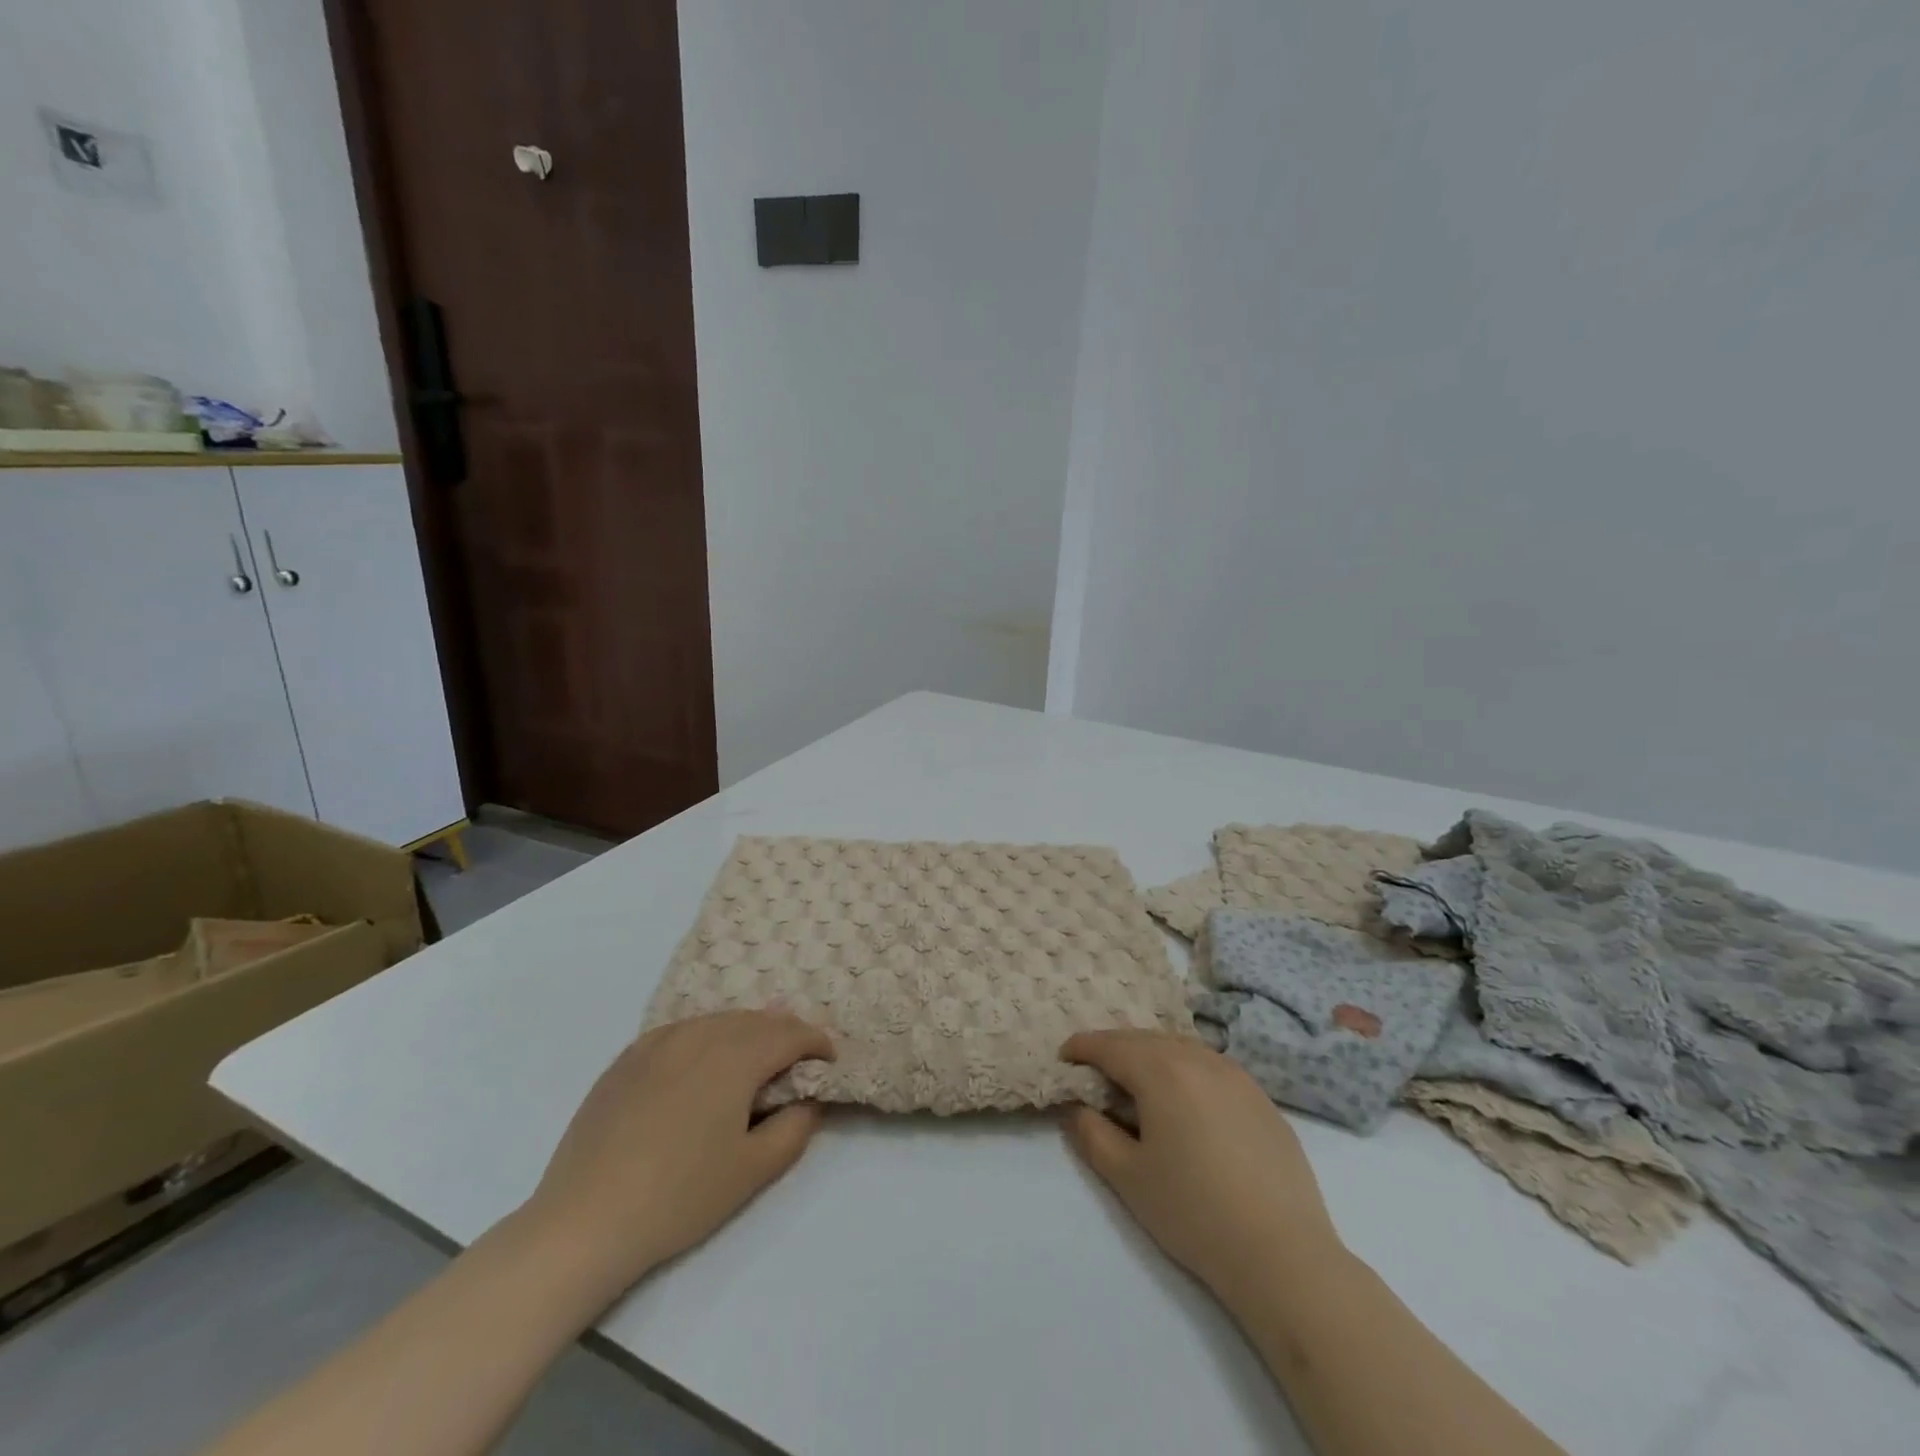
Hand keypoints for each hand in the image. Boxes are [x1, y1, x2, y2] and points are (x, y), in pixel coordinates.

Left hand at [523, 1011, 834, 1295]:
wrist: (583, 1221)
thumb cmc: (678, 1197)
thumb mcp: (752, 1170)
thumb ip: (795, 1127)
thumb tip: (809, 1098)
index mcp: (735, 1056)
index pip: (790, 1033)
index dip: (816, 1042)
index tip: (829, 1060)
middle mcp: (699, 1034)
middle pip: (756, 1020)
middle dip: (784, 1034)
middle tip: (797, 1061)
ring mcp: (658, 1042)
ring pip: (718, 1021)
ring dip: (746, 1033)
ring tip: (754, 1061)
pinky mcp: (628, 1057)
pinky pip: (682, 1031)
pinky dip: (705, 1038)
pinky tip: (701, 1066)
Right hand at [1061, 1030, 1341, 1295]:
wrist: (1283, 1254)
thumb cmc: (1194, 1212)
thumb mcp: (1127, 1177)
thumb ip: (1092, 1134)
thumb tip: (1077, 1107)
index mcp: (1161, 1071)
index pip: (1110, 1045)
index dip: (1082, 1047)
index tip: (1064, 1056)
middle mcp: (1198, 1058)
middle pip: (1145, 1039)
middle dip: (1115, 1048)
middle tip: (1095, 1070)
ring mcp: (1236, 1075)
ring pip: (1181, 1047)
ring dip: (1152, 1055)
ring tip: (1137, 1082)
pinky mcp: (1261, 1097)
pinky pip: (1211, 1066)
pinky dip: (1186, 1070)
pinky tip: (1186, 1102)